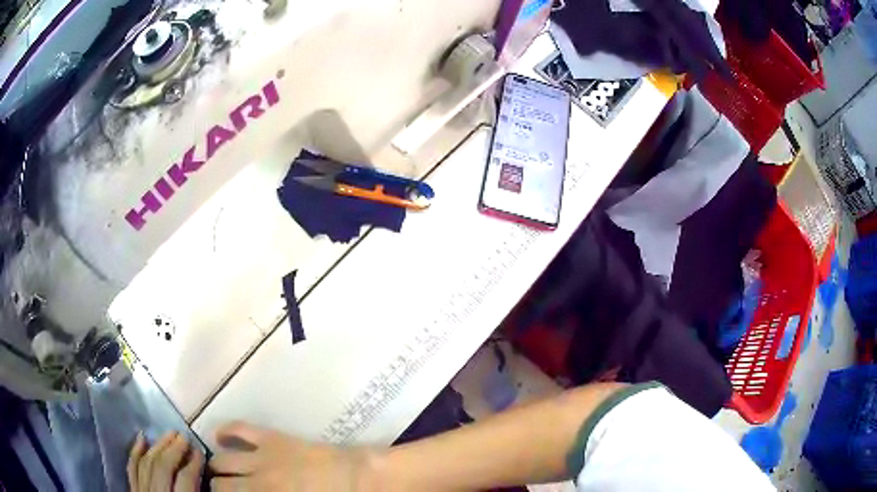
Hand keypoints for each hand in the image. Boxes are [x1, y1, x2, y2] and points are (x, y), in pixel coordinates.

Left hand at [128, 431, 204, 491]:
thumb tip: (205, 476)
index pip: (186, 479)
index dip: (194, 463)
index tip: (200, 450)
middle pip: (163, 466)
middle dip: (174, 449)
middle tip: (184, 436)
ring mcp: (141, 490)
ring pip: (146, 463)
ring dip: (158, 446)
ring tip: (169, 434)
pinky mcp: (132, 488)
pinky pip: (131, 467)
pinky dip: (135, 451)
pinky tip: (141, 437)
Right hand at [210, 422, 376, 490]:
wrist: (357, 479)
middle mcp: (258, 483)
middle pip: (220, 485)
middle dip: (217, 487)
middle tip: (221, 488)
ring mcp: (262, 459)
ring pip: (221, 460)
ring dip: (216, 465)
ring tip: (217, 468)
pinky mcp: (271, 438)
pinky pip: (239, 428)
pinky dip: (225, 430)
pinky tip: (218, 436)